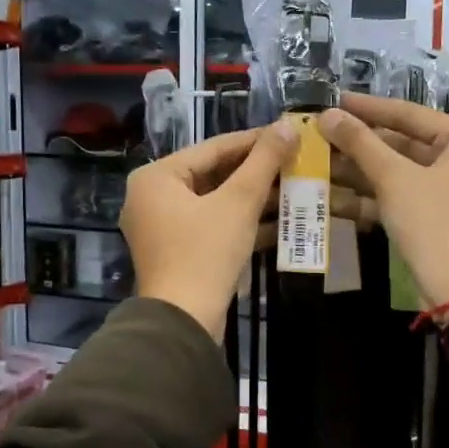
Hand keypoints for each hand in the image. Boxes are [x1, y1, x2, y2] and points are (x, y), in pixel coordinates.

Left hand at [123, 123, 297, 338]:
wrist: (184, 321)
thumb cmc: (206, 253)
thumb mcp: (239, 202)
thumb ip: (264, 161)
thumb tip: (288, 125)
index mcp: (157, 177)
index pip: (213, 148)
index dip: (255, 140)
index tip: (289, 134)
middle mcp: (153, 197)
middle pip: (214, 174)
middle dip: (257, 172)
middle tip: (296, 161)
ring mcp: (163, 227)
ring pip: (216, 202)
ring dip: (255, 198)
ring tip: (295, 188)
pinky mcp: (178, 252)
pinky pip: (213, 225)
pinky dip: (242, 222)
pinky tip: (281, 221)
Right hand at [318, 96, 448, 310]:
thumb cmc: (434, 223)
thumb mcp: (394, 179)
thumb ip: (361, 143)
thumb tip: (328, 115)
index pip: (410, 114)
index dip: (368, 108)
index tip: (334, 100)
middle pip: (403, 144)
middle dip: (360, 145)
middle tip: (320, 135)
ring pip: (398, 173)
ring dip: (359, 172)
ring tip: (317, 163)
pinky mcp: (437, 219)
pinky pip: (401, 197)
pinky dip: (370, 197)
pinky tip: (330, 197)